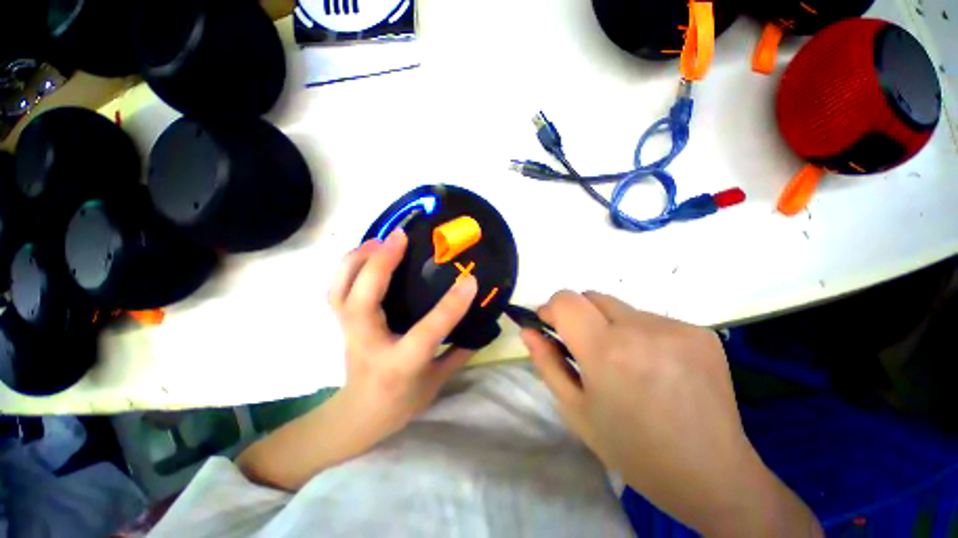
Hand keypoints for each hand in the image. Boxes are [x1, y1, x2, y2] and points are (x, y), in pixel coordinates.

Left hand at [328, 228, 478, 444]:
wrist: (360, 415)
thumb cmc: (402, 401)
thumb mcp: (438, 380)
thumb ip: (461, 350)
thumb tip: (483, 323)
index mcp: (400, 363)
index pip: (427, 331)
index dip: (450, 305)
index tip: (470, 279)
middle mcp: (369, 344)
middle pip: (363, 300)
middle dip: (380, 264)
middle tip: (400, 236)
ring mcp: (349, 332)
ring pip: (340, 290)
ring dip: (357, 260)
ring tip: (379, 240)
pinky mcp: (342, 323)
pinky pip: (337, 289)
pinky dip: (347, 267)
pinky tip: (365, 254)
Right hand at [521, 291, 820, 536]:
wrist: (711, 475)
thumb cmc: (631, 448)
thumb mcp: (575, 409)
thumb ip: (547, 362)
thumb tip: (527, 330)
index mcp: (606, 351)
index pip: (566, 300)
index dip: (553, 308)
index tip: (551, 326)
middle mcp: (641, 329)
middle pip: (592, 296)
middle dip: (580, 315)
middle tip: (587, 348)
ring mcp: (676, 328)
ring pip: (621, 308)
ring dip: (611, 325)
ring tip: (625, 362)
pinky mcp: (701, 332)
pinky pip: (652, 319)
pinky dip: (641, 334)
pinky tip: (654, 366)